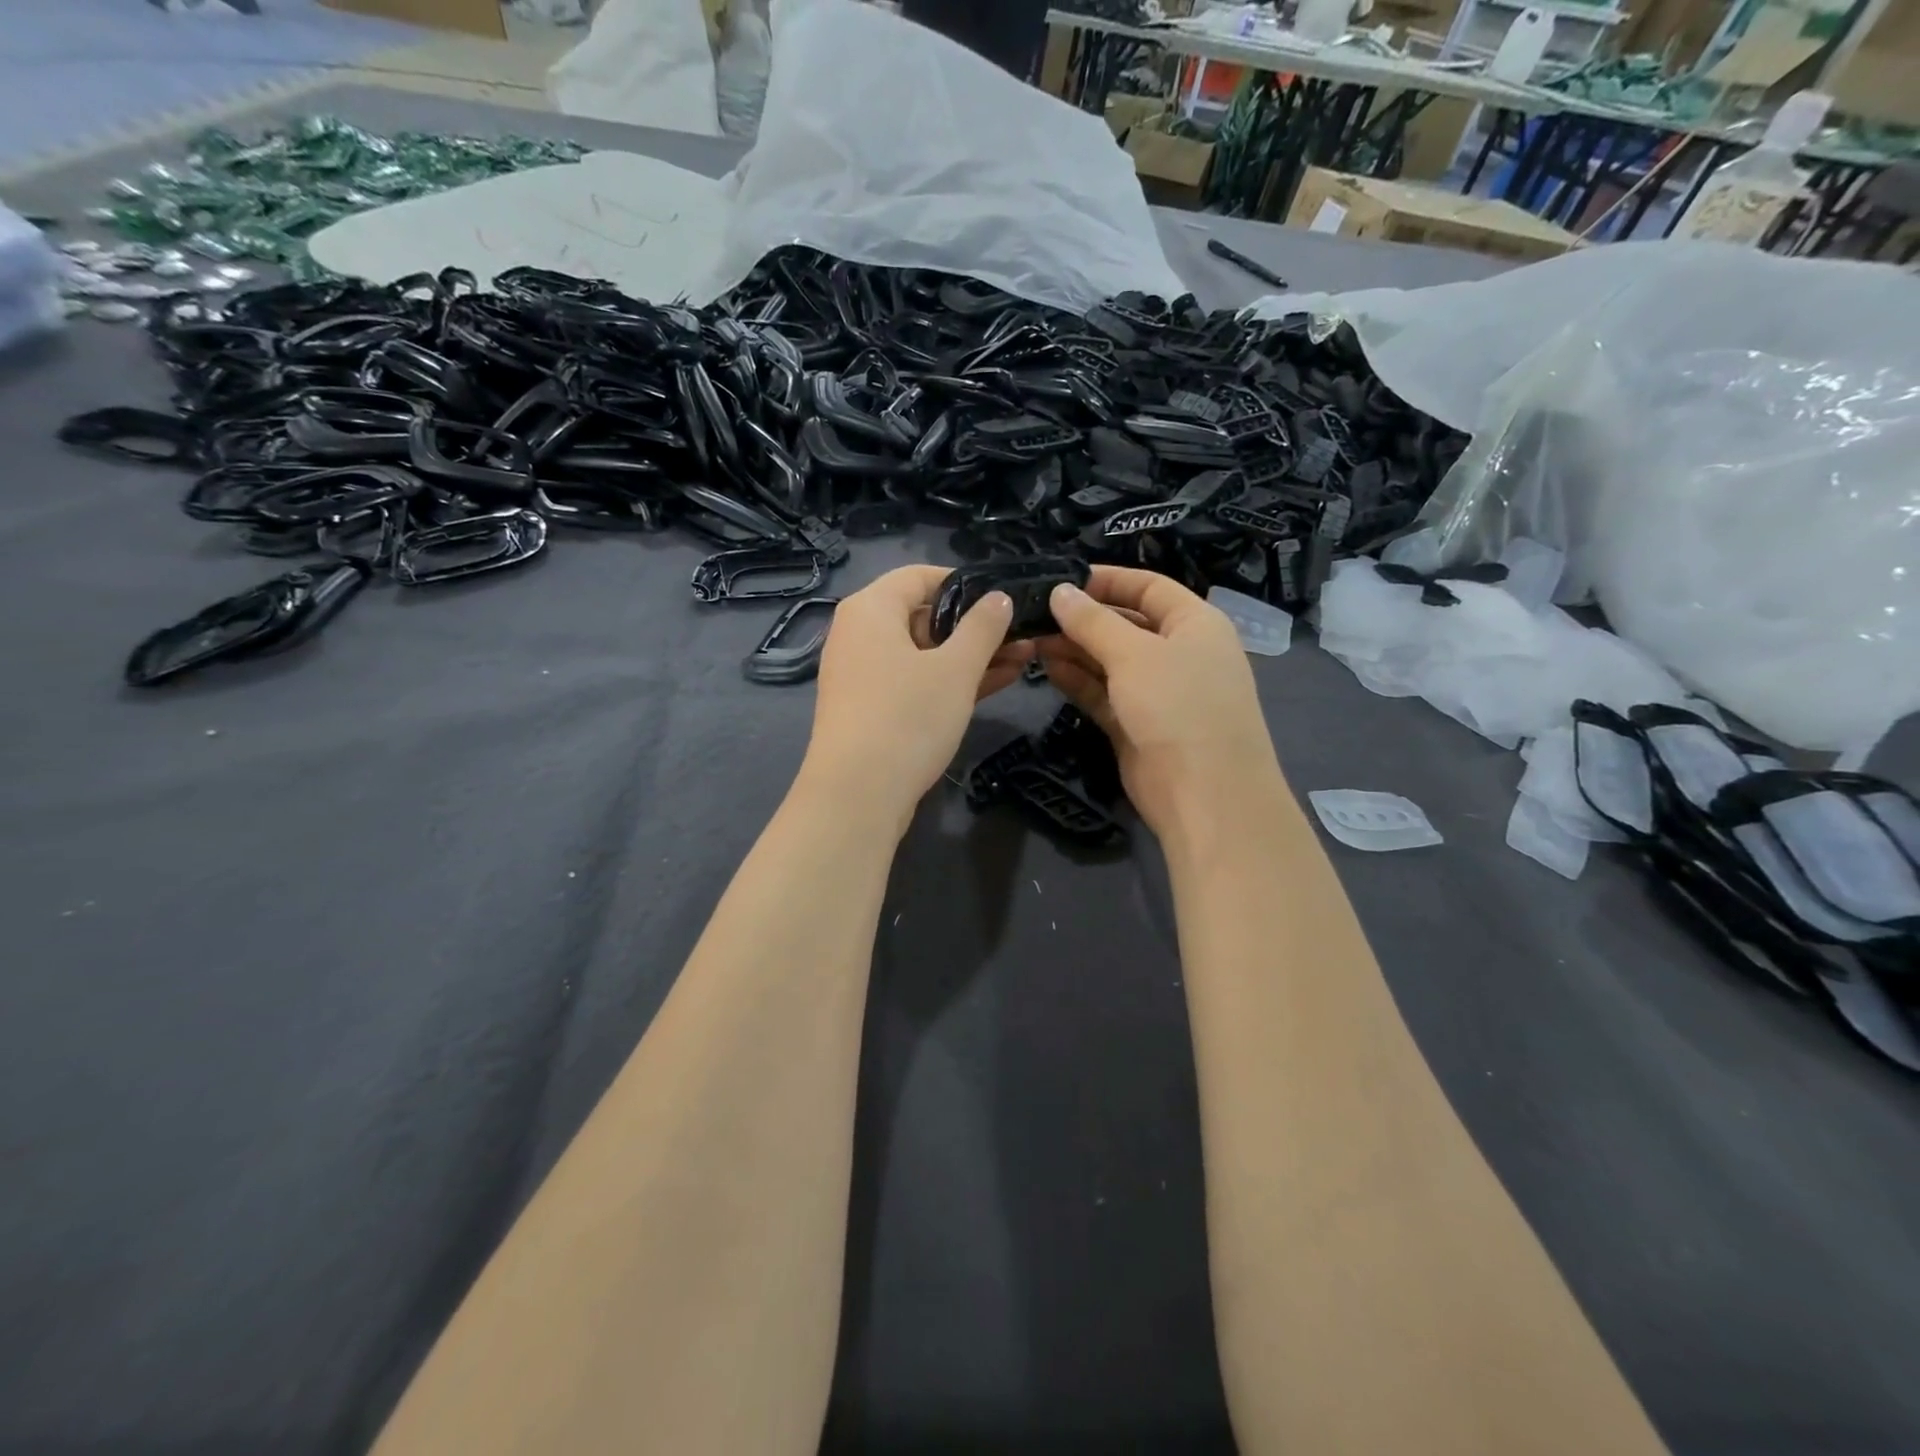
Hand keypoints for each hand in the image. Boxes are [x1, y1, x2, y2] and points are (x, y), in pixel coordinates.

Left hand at [799, 565, 1031, 834]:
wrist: (857, 796)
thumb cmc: (907, 717)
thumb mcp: (956, 669)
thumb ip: (982, 627)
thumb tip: (998, 597)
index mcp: (871, 609)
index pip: (919, 575)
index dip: (965, 583)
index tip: (1004, 598)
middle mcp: (860, 634)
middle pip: (923, 615)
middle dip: (975, 626)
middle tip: (1023, 635)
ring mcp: (863, 675)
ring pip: (924, 653)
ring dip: (970, 656)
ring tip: (1023, 659)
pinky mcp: (871, 709)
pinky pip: (915, 682)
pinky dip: (949, 681)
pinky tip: (995, 683)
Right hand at [1037, 566, 1284, 845]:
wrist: (1204, 794)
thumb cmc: (1178, 706)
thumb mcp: (1134, 654)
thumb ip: (1093, 622)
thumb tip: (1059, 592)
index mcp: (1195, 624)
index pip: (1149, 587)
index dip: (1108, 580)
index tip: (1063, 579)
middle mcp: (1179, 653)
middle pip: (1126, 624)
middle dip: (1083, 619)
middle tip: (1036, 614)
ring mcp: (1157, 692)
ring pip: (1110, 661)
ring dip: (1074, 649)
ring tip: (1032, 639)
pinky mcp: (1137, 725)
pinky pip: (1103, 693)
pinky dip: (1078, 679)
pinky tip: (1047, 666)